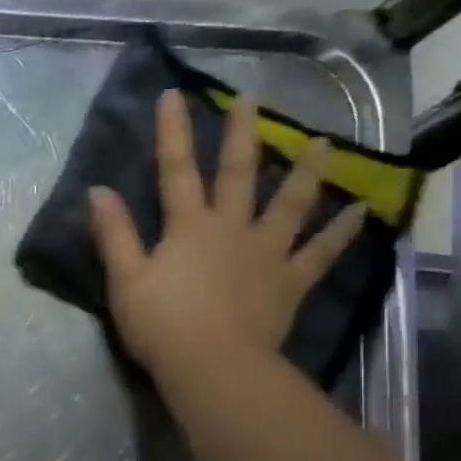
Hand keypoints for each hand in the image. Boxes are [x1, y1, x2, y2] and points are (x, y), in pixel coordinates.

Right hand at [87, 89, 367, 395]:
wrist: (212, 366)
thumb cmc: (161, 323)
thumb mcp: (125, 279)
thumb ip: (114, 234)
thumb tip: (97, 190)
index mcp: (188, 227)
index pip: (176, 171)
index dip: (173, 132)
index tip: (174, 94)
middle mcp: (231, 229)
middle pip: (238, 174)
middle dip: (241, 135)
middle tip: (252, 99)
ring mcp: (266, 254)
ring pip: (290, 205)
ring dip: (305, 172)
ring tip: (323, 143)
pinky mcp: (289, 282)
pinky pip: (320, 254)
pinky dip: (341, 232)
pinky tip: (363, 210)